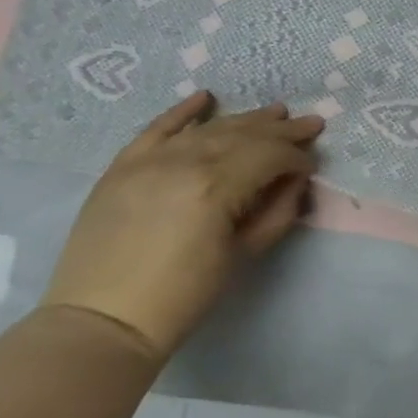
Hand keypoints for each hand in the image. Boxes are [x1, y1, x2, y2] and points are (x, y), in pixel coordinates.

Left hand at [41, 92, 325, 358]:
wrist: (104, 319)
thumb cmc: (185, 294)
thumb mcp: (244, 255)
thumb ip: (278, 212)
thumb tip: (296, 181)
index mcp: (216, 187)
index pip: (270, 156)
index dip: (297, 158)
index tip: (312, 166)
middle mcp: (183, 162)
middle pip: (243, 135)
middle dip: (281, 130)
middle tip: (311, 124)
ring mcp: (148, 161)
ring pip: (208, 129)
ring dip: (245, 119)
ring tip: (275, 112)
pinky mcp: (122, 167)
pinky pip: (156, 129)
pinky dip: (182, 112)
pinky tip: (205, 97)